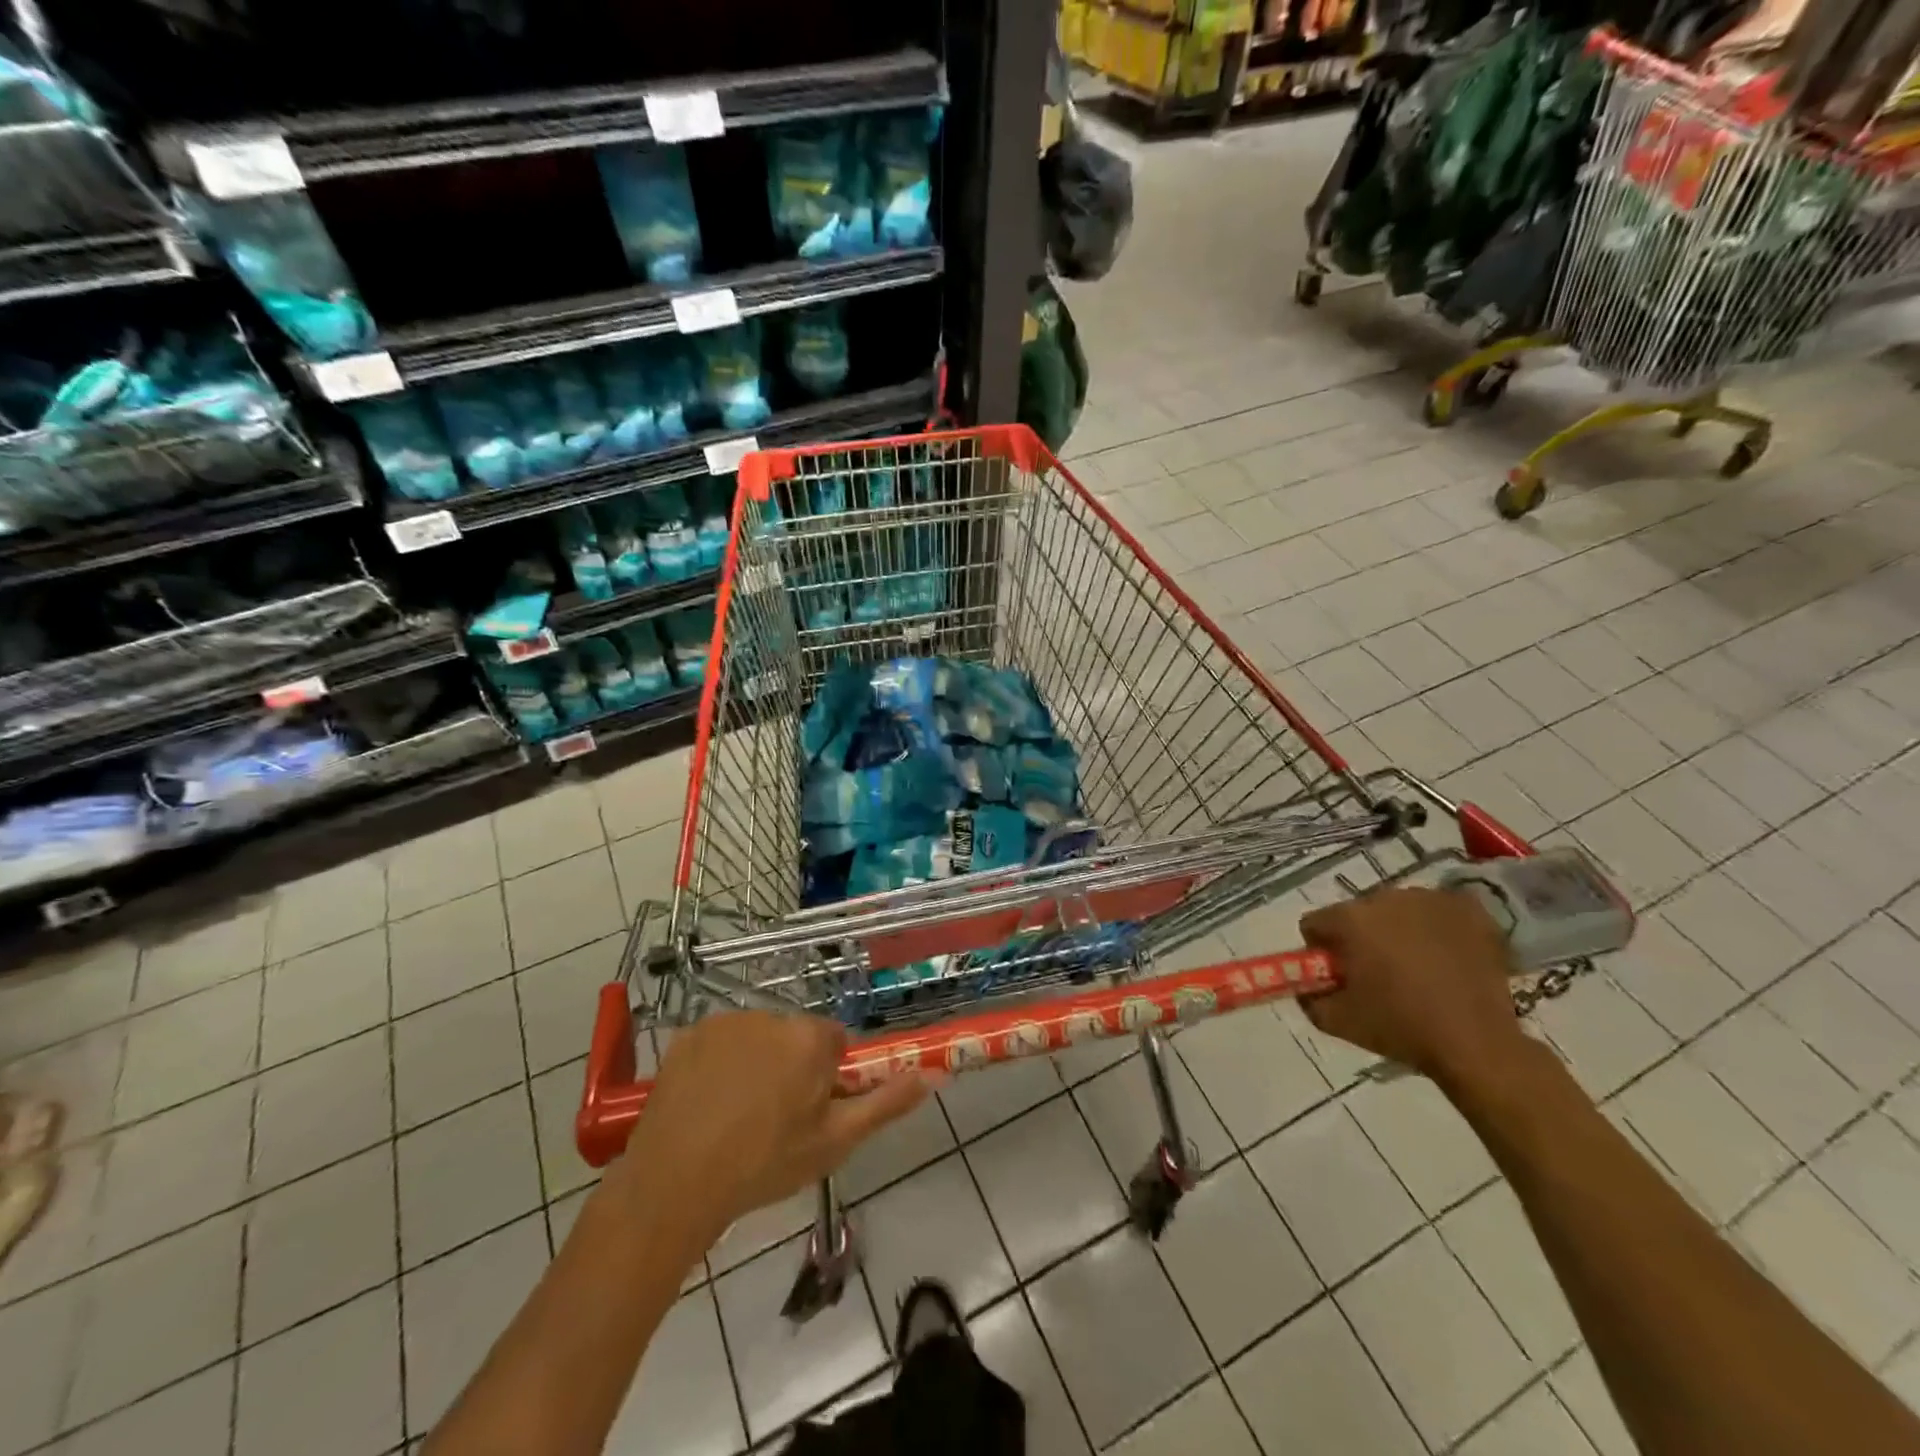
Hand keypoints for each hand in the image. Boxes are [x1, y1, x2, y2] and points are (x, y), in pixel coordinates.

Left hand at [607, 1011, 928, 1245]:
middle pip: (794, 1037)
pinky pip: (719, 1041)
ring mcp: (726, 1022)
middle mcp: (771, 1015)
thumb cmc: (764, 1164)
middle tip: (773, 1120)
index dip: (825, 1077)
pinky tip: (706, 1103)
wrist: (675, 1183)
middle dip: (791, 1067)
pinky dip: (719, 1063)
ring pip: (757, 1037)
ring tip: (735, 1116)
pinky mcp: (689, 1034)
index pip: (833, 1043)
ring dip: (756, 1063)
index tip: (808, 1112)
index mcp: (810, 1038)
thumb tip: (936, 1074)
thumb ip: (887, 1103)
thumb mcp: (835, 1141)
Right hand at [1298, 887, 1527, 1082]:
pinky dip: (1435, 927)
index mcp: (1350, 919)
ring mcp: (1430, 899)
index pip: (1315, 924)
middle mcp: (1385, 897)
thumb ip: (1308, 996)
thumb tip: (1305, 985)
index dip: (1321, 951)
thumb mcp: (1336, 1021)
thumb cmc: (1401, 1028)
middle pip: (1356, 913)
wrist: (1478, 1044)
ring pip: (1397, 909)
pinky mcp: (1467, 908)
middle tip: (1378, 974)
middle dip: (1360, 938)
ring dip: (1397, 930)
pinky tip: (1445, 954)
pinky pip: (1437, 909)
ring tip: (1417, 967)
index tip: (1338, 975)